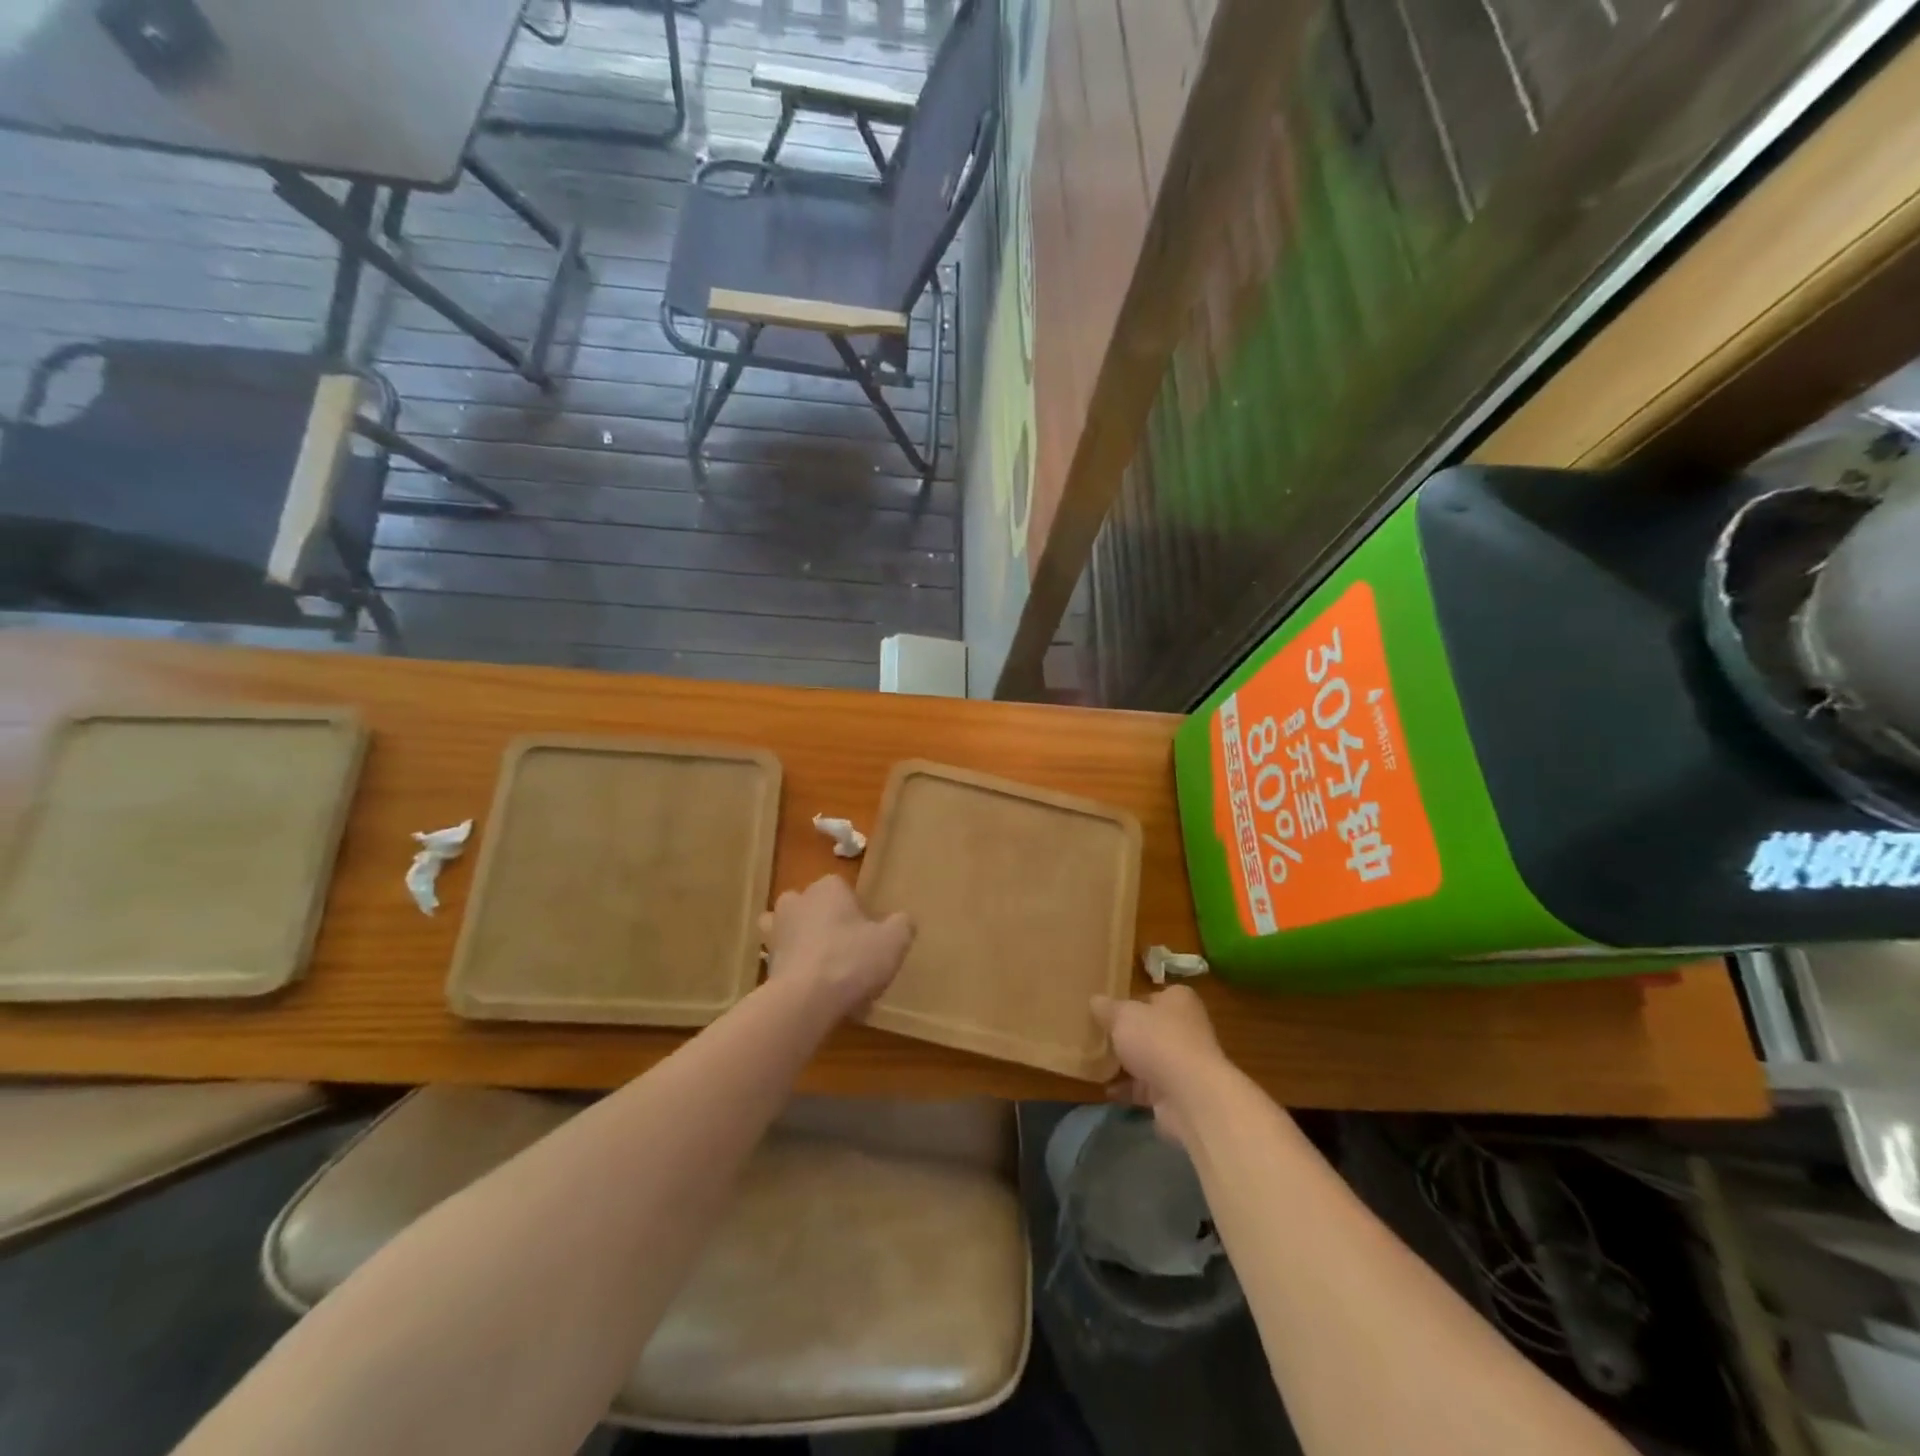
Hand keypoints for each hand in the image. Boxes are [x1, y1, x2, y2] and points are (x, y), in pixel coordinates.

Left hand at [761, 875, 912, 1020]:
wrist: (804, 1001)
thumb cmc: (851, 959)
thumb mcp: (893, 941)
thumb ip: (902, 925)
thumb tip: (902, 921)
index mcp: (827, 888)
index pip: (843, 889)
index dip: (857, 911)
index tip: (869, 934)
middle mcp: (796, 902)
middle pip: (813, 907)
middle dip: (826, 924)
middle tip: (849, 951)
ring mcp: (775, 933)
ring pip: (793, 933)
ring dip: (805, 945)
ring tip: (828, 971)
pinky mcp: (766, 964)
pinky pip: (786, 963)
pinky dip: (798, 973)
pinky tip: (818, 994)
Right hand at [1092, 986, 1228, 1146]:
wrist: (1190, 1096)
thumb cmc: (1157, 1040)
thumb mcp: (1123, 1015)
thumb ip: (1107, 1008)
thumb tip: (1095, 1000)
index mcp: (1178, 1001)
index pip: (1152, 996)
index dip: (1129, 1002)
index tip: (1106, 1011)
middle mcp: (1186, 1029)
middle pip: (1150, 1028)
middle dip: (1126, 1035)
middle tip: (1097, 1036)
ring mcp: (1183, 1063)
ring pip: (1148, 1059)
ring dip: (1126, 1064)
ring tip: (1096, 1063)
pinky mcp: (1177, 1093)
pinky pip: (1147, 1088)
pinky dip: (1128, 1089)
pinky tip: (1107, 1090)